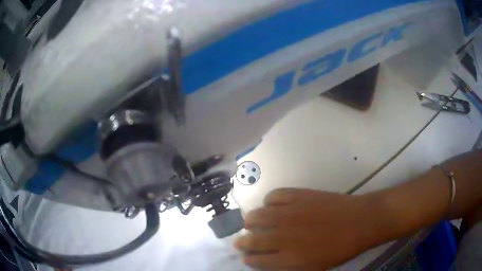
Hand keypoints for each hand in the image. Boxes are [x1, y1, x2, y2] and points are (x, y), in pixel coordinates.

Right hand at [234, 188, 371, 269]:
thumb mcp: (314, 268)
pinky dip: (268, 201)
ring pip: (257, 216)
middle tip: (241, 241)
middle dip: (242, 242)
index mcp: (288, 257)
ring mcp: (289, 213)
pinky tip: (272, 205)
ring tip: (252, 222)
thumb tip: (271, 263)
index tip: (246, 257)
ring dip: (251, 221)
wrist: (359, 222)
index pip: (257, 260)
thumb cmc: (339, 250)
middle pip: (251, 239)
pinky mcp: (298, 195)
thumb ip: (289, 267)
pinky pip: (274, 196)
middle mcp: (283, 236)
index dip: (249, 259)